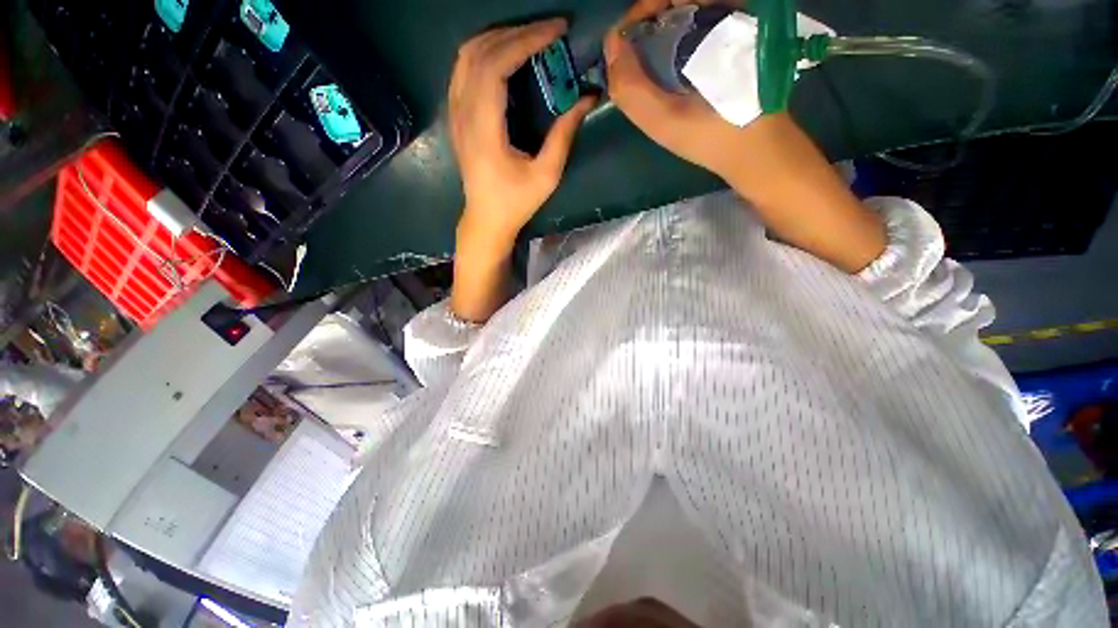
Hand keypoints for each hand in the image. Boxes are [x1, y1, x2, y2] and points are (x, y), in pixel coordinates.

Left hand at [449, 19, 595, 252]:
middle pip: (479, 52)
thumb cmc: (516, 203)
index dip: (526, 40)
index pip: (496, 65)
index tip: (556, 31)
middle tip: (548, 32)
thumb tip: (587, 99)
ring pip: (466, 56)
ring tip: (529, 38)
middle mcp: (463, 114)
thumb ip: (564, 136)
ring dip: (497, 38)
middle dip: (516, 33)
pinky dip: (484, 53)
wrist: (486, 220)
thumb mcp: (546, 176)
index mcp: (484, 129)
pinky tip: (504, 56)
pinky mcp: (456, 117)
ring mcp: (455, 114)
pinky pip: (462, 70)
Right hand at [607, 0, 885, 271]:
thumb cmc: (712, 136)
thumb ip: (630, 87)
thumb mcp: (664, 120)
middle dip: (647, 28)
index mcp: (714, 18)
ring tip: (650, 68)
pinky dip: (677, 41)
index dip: (637, 17)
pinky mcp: (738, 38)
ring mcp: (736, 21)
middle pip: (674, 5)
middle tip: (635, 62)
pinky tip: (671, 70)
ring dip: (660, 35)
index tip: (623, 49)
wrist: (758, 150)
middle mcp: (728, 10)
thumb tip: (611, 45)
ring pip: (686, 15)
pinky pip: (699, 27)